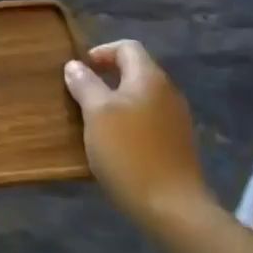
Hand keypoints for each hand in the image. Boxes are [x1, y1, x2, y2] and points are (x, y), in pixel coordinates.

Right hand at [64, 41, 211, 235]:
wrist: (171, 205)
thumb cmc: (128, 151)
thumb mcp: (96, 114)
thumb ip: (85, 84)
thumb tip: (74, 65)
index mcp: (149, 78)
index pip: (127, 47)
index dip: (101, 52)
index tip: (78, 70)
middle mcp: (168, 92)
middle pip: (135, 71)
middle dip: (106, 78)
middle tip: (80, 96)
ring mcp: (176, 119)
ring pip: (142, 97)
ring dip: (116, 102)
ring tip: (93, 121)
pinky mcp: (177, 143)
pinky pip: (149, 120)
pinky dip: (129, 122)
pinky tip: (114, 144)